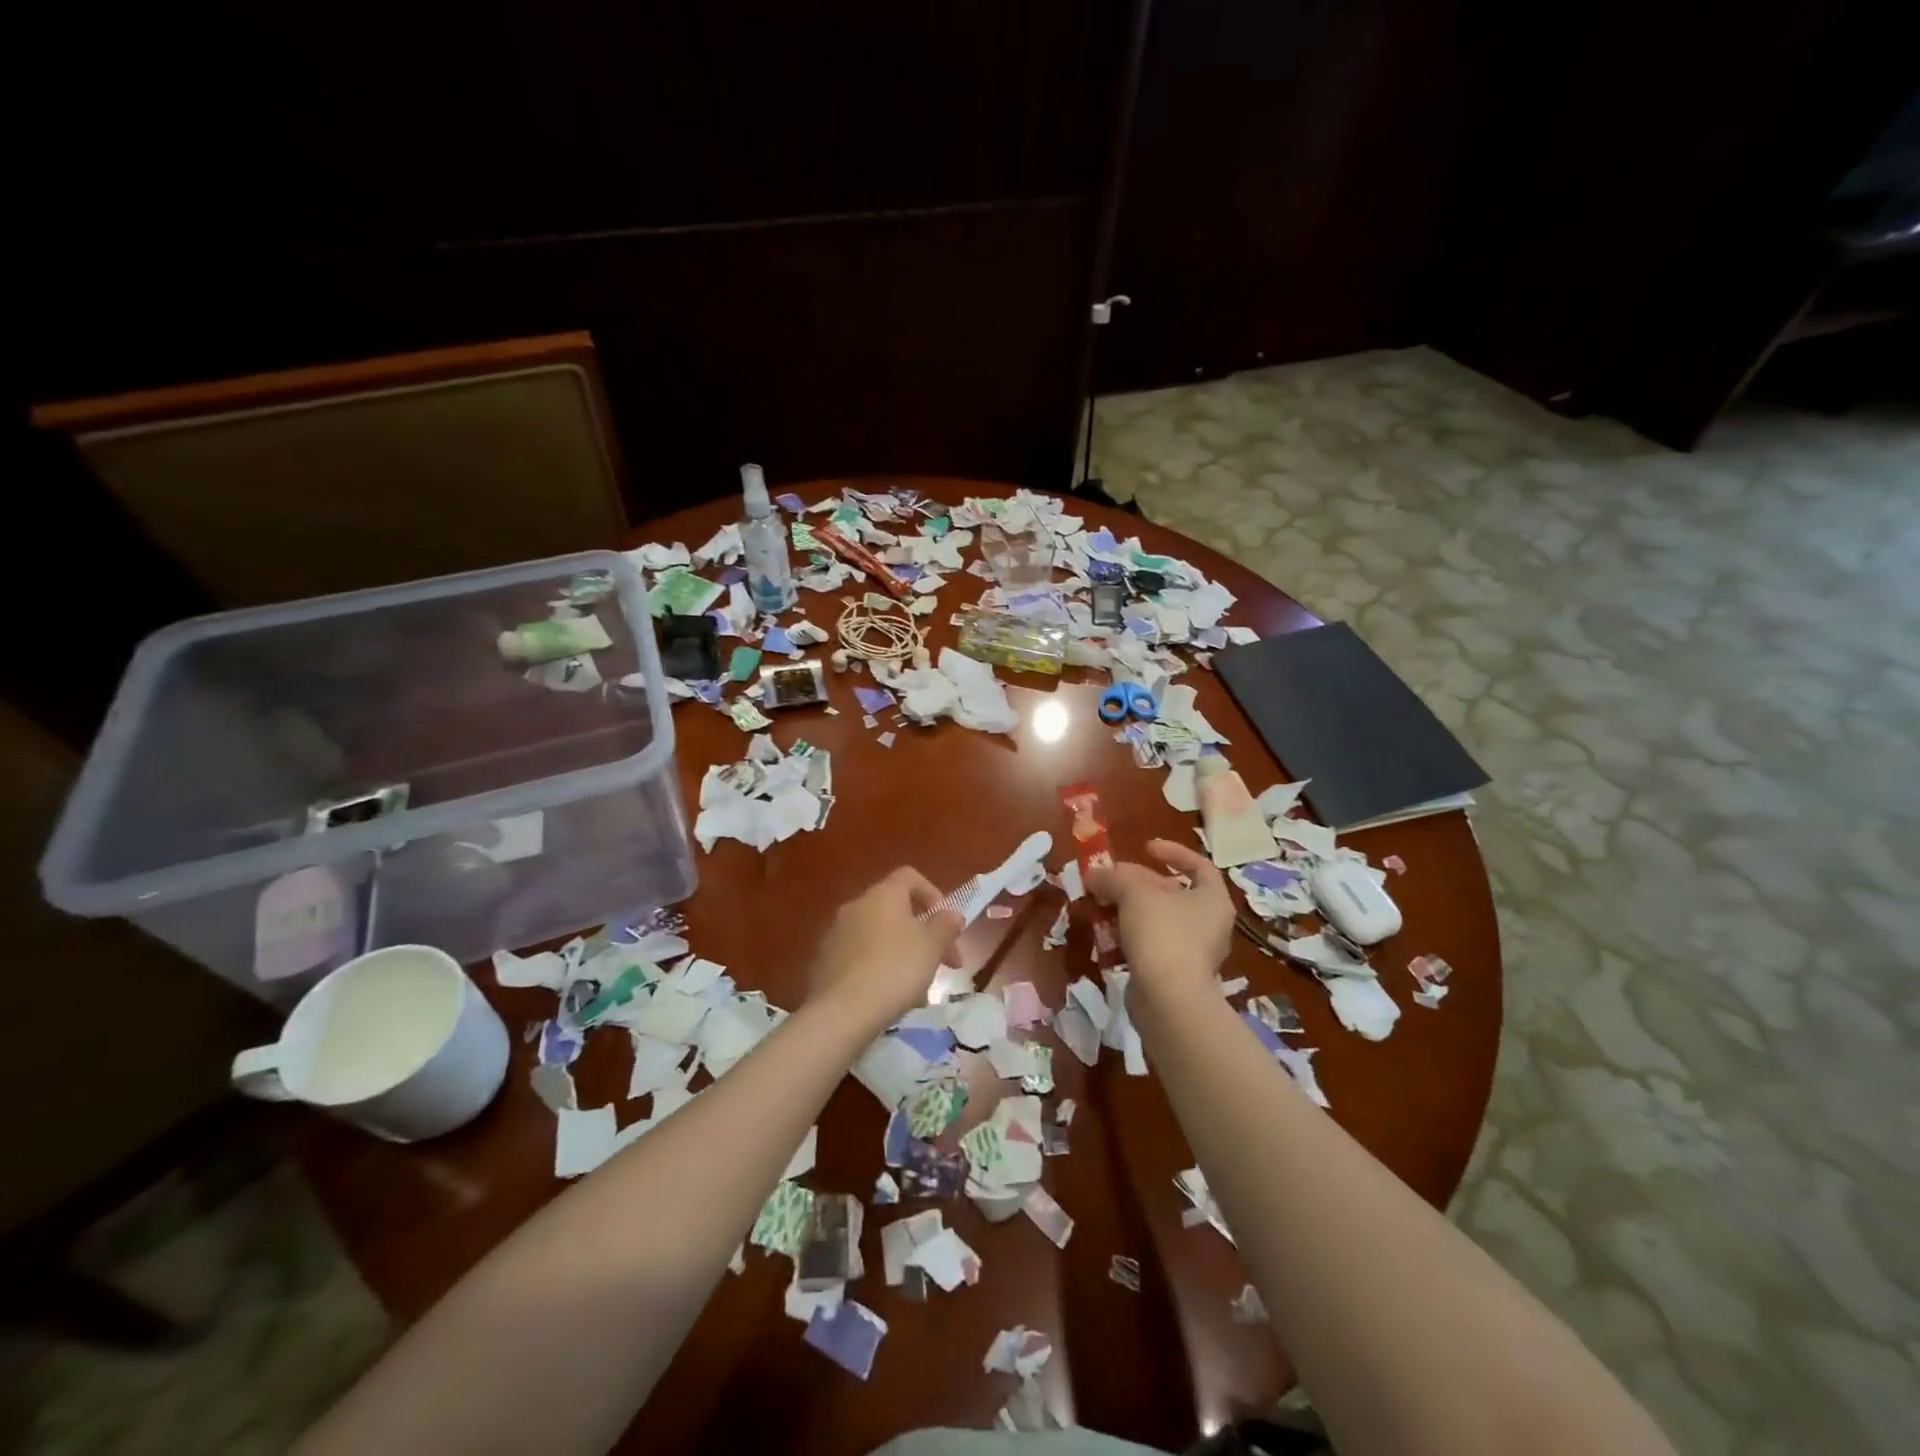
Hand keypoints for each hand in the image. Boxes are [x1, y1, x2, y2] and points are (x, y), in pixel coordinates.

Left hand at [808, 867, 963, 1033]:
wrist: (841, 1012)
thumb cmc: (895, 969)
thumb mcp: (932, 946)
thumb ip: (945, 925)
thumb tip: (952, 914)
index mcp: (882, 894)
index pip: (909, 877)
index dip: (933, 894)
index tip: (947, 924)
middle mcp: (856, 906)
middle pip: (896, 910)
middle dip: (923, 934)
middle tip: (944, 963)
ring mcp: (836, 934)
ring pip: (879, 937)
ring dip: (903, 954)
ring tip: (920, 989)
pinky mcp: (825, 962)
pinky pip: (861, 958)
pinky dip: (879, 969)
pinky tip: (891, 997)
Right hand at [1087, 839, 1233, 1011]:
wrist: (1169, 1000)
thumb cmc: (1162, 934)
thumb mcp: (1135, 893)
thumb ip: (1114, 877)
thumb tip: (1095, 874)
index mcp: (1212, 899)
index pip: (1199, 865)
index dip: (1173, 852)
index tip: (1145, 847)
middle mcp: (1209, 924)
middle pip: (1172, 893)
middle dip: (1138, 884)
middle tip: (1110, 879)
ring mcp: (1193, 953)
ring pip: (1157, 921)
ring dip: (1128, 911)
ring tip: (1101, 905)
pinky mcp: (1174, 975)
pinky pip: (1150, 946)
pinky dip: (1129, 938)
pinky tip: (1106, 937)